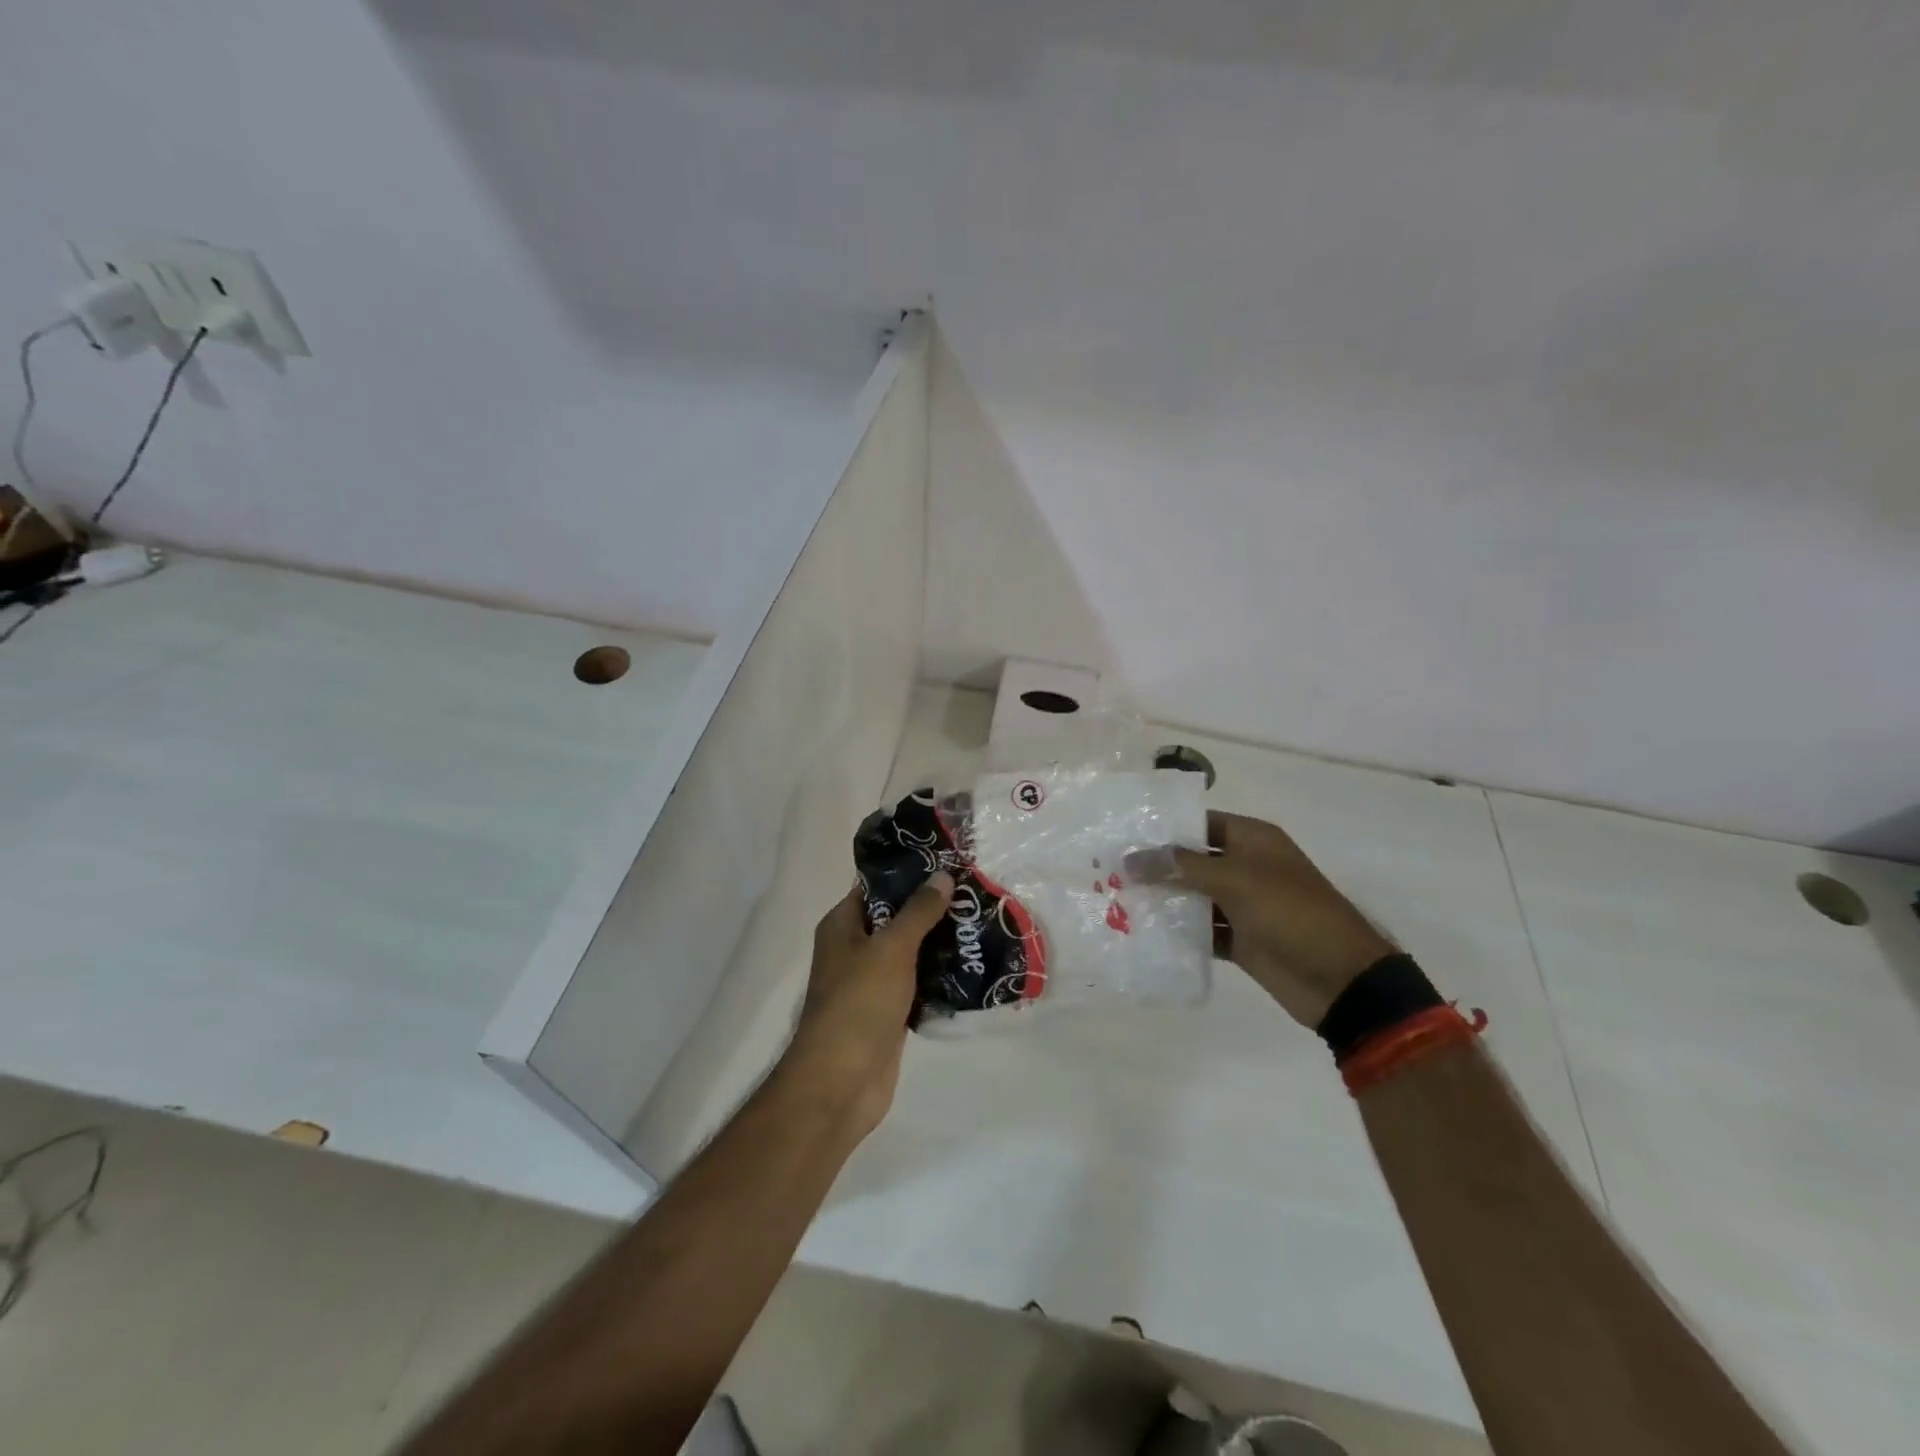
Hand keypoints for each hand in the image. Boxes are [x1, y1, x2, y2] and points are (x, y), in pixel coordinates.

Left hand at [779, 872, 954, 1138]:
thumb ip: (918, 911)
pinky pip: (918, 983)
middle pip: (896, 917)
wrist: (842, 1083)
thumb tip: (941, 875)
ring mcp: (871, 982)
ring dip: (940, 941)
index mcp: (843, 925)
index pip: (876, 886)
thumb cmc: (858, 1004)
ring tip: (981, 921)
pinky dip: (940, 976)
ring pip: (910, 952)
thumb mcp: (891, 948)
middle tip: (974, 891)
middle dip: (932, 907)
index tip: (947, 860)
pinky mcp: (889, 1011)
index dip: (908, 872)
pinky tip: (973, 965)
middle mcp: (854, 948)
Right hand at [1129, 812, 1392, 1026]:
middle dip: (1157, 865)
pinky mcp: (1240, 939)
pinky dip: (1179, 931)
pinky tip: (1144, 932)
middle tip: (1109, 868)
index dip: (1165, 827)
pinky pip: (1203, 929)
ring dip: (1164, 899)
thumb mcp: (1236, 880)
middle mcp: (1247, 867)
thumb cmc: (1291, 913)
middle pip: (1193, 859)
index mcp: (1254, 840)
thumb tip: (1132, 857)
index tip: (1124, 833)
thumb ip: (1182, 866)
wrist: (1340, 980)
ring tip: (1116, 899)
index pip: (1201, 823)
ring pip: (1194, 895)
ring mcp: (1244, 905)